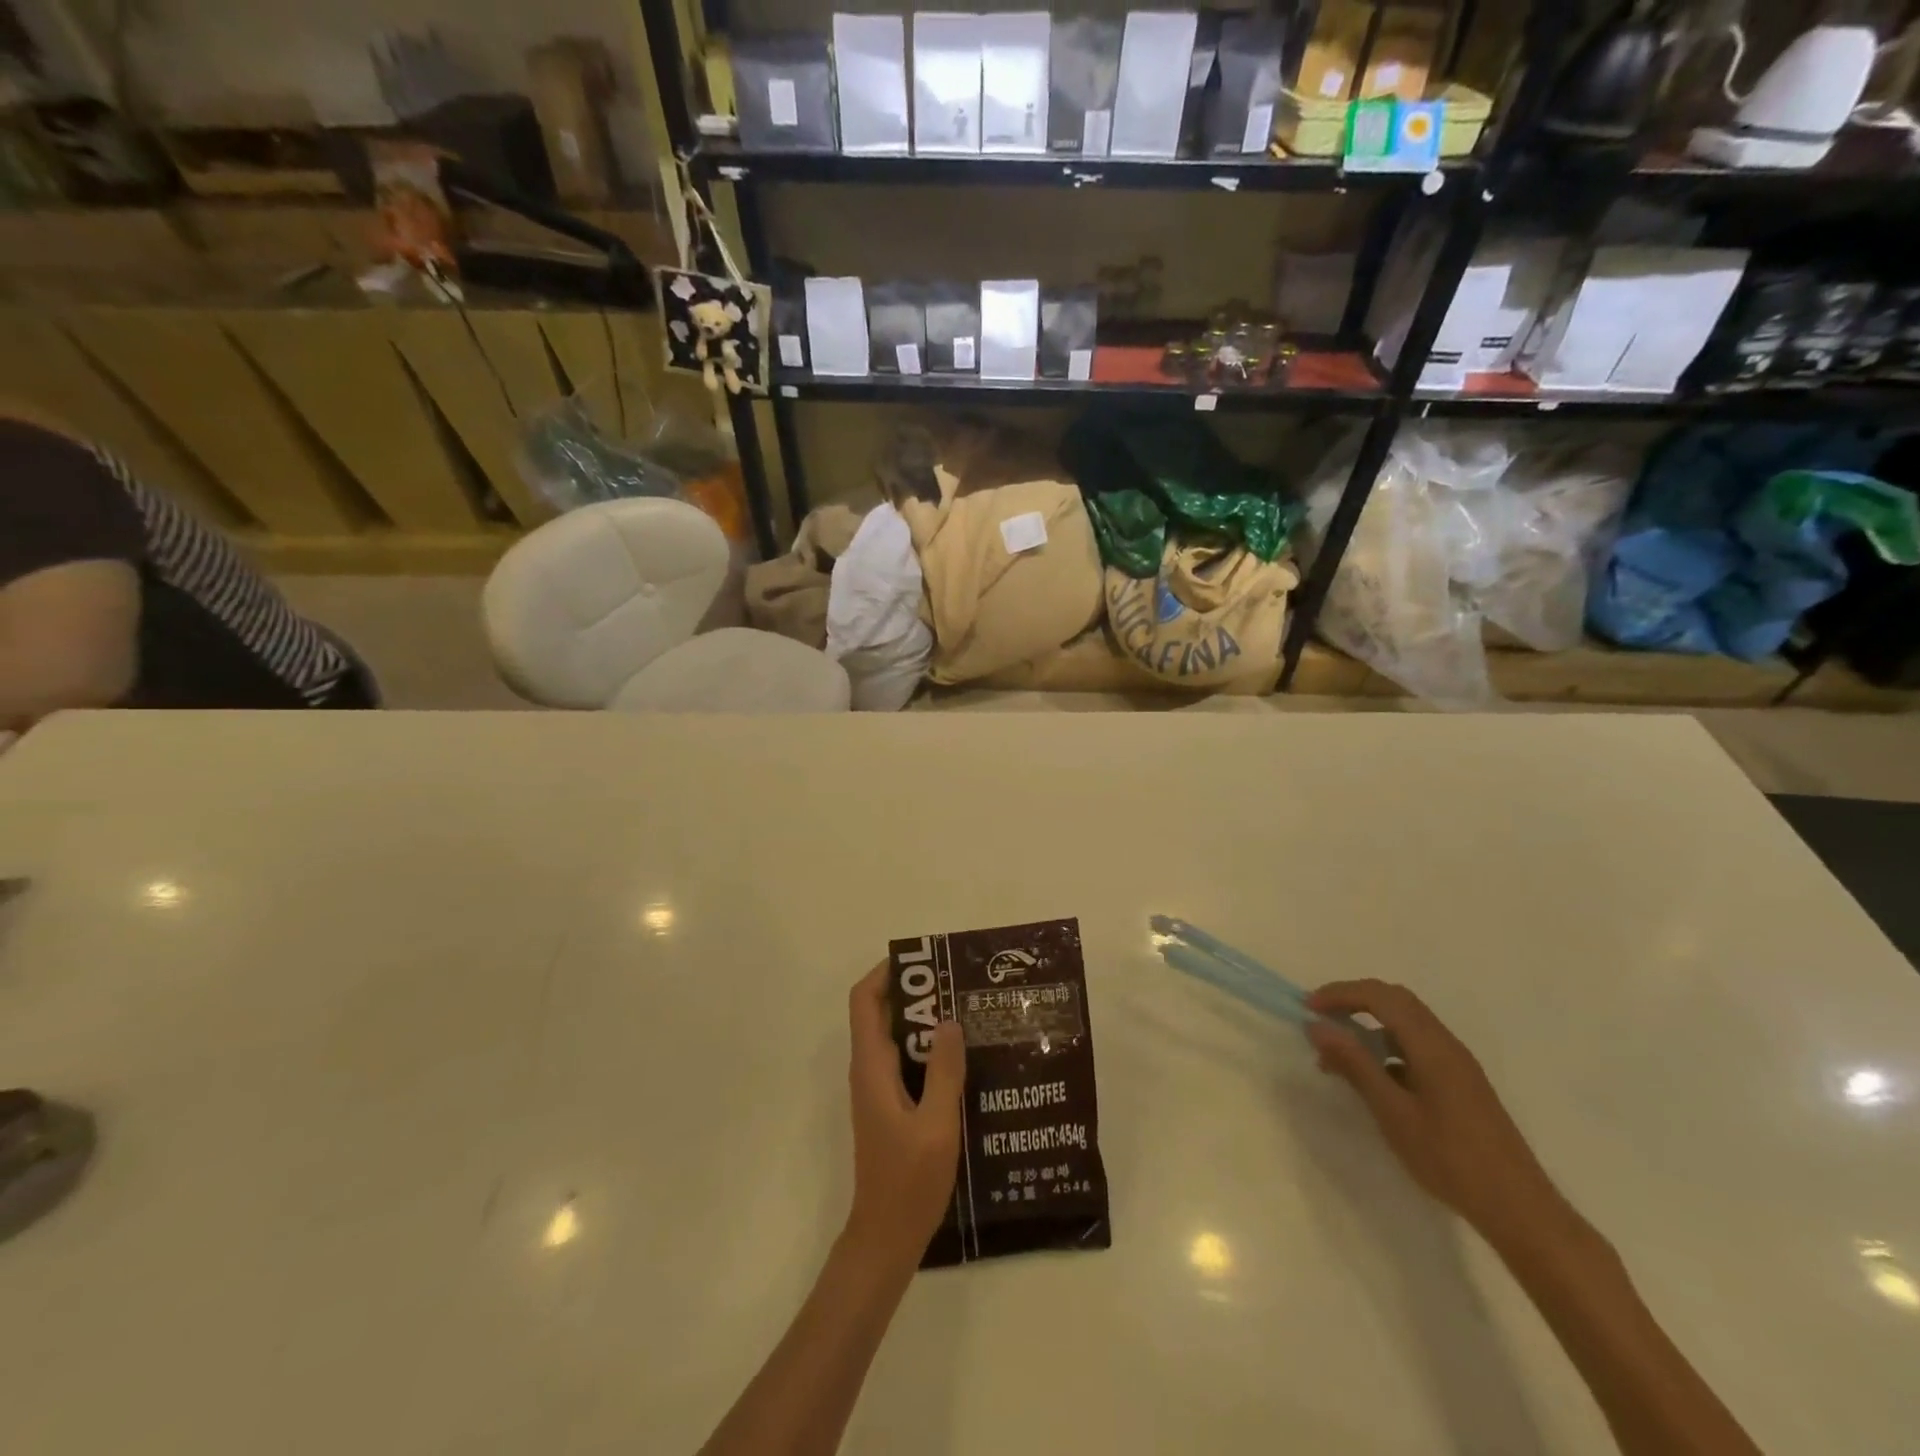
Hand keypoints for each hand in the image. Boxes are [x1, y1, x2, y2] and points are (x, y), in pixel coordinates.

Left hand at [843, 961, 965, 1267]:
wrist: (886, 1238)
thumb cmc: (908, 1182)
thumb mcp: (936, 1125)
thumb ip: (943, 1071)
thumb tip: (949, 1019)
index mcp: (872, 1067)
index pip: (864, 1001)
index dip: (886, 972)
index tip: (924, 962)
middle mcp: (869, 1070)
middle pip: (882, 1013)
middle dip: (917, 993)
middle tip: (959, 985)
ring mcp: (878, 1089)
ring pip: (897, 1037)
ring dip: (926, 1021)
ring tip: (967, 1012)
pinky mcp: (890, 1105)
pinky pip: (907, 1061)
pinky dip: (929, 1049)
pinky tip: (964, 1058)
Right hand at [1306, 979, 1563, 1243]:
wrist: (1519, 1209)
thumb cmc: (1450, 1159)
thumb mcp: (1393, 1112)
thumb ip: (1355, 1064)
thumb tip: (1317, 1026)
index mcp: (1431, 1046)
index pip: (1380, 996)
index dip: (1340, 994)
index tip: (1307, 1009)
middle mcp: (1446, 1044)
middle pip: (1395, 1000)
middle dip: (1353, 1000)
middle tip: (1320, 1019)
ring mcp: (1456, 1063)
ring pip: (1406, 1022)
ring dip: (1368, 1025)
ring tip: (1338, 1055)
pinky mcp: (1460, 1082)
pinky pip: (1416, 1045)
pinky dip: (1386, 1046)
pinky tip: (1373, 1078)